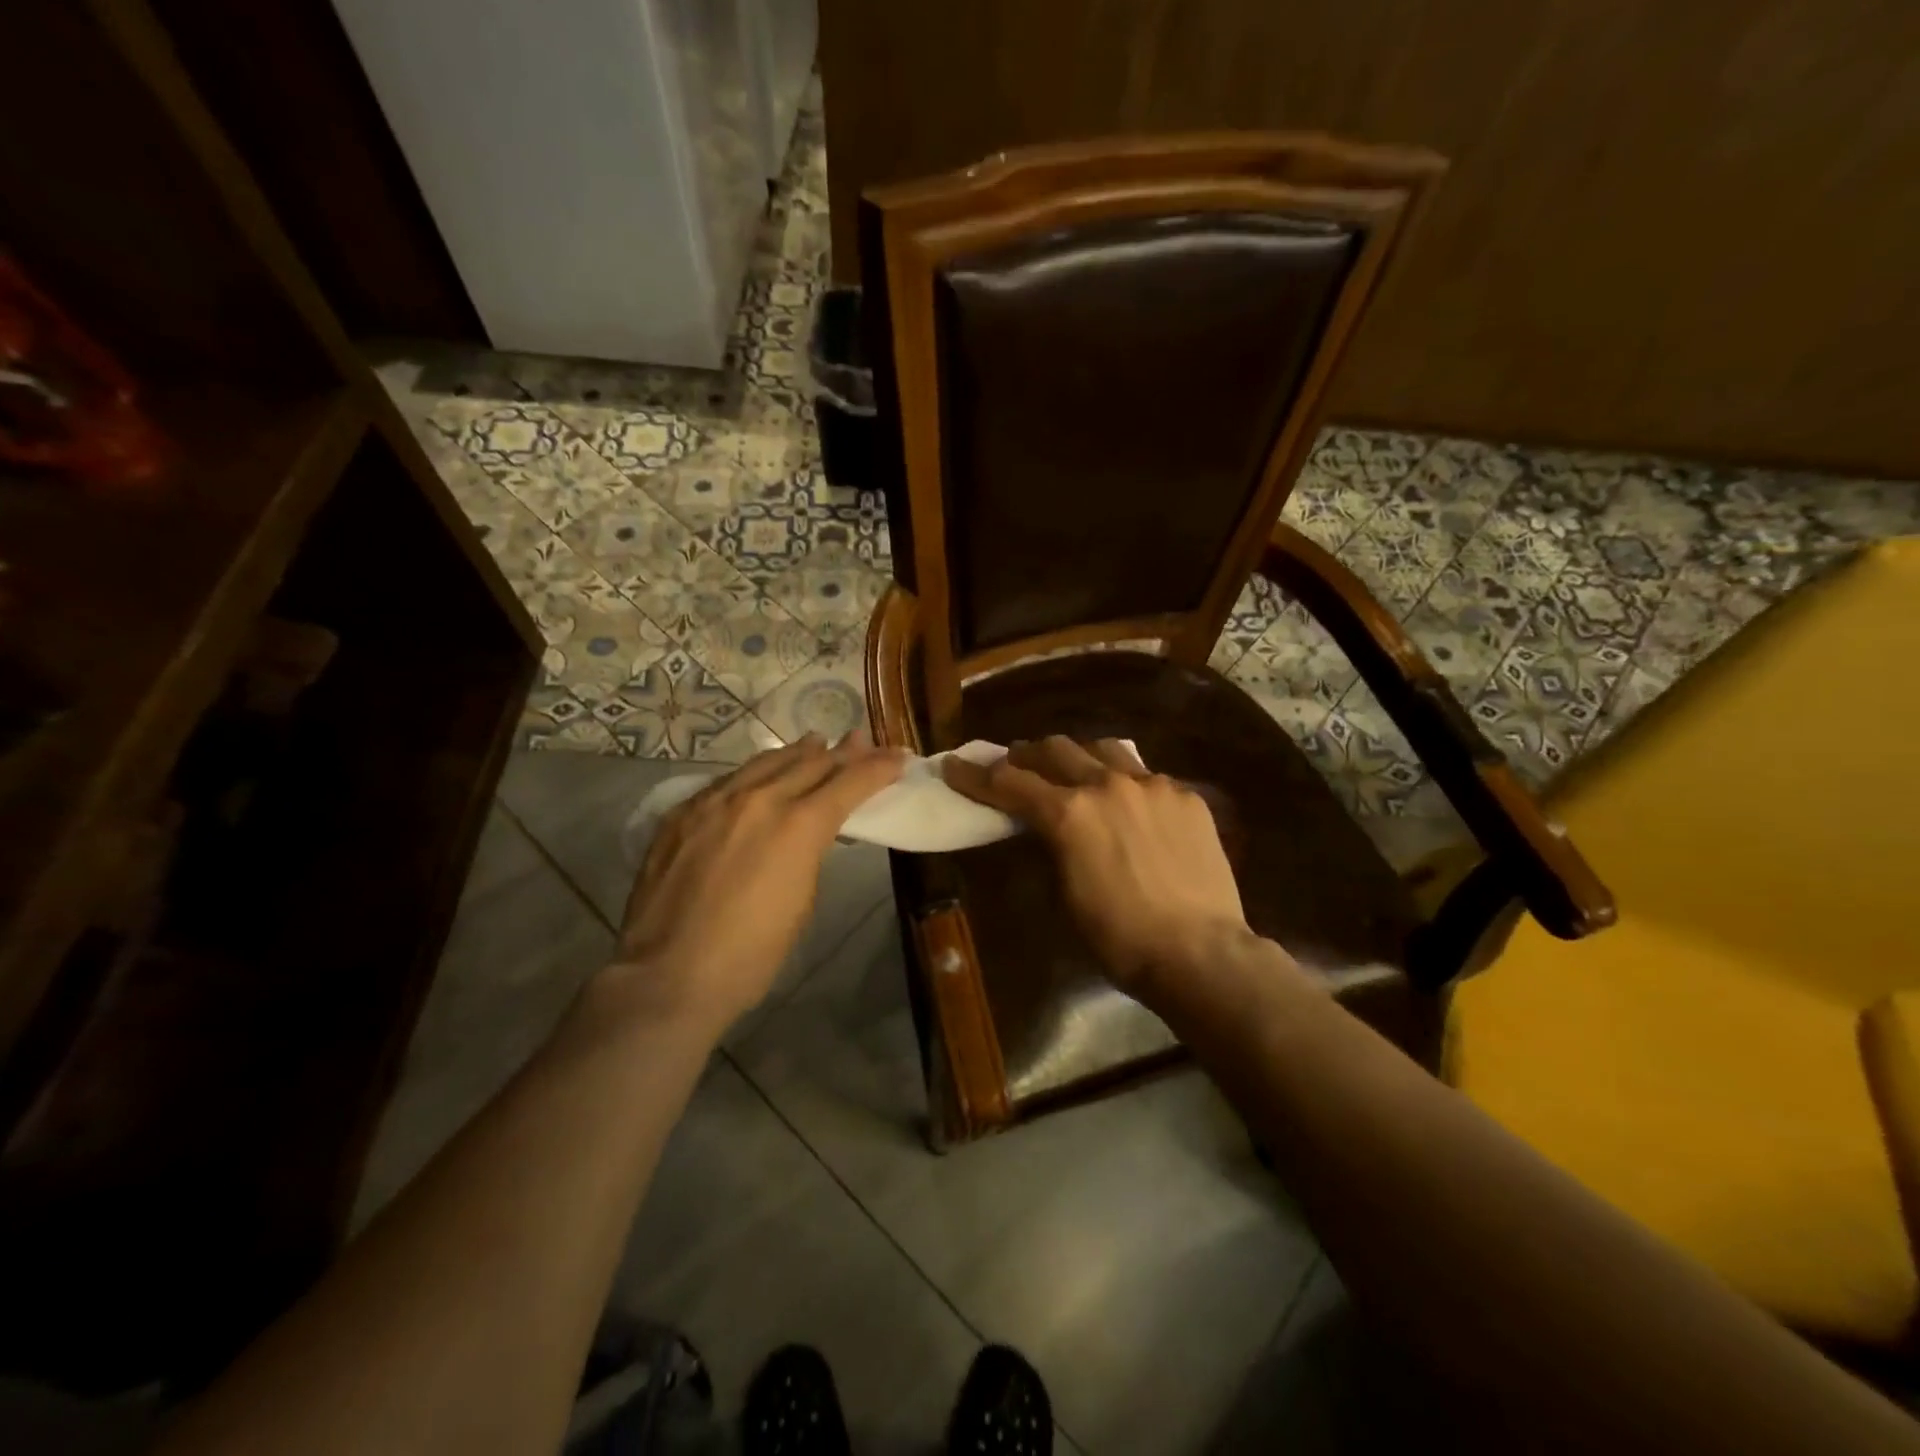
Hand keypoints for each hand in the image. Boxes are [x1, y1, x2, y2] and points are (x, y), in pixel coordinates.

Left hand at [607, 732, 905, 1032]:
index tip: (898, 758)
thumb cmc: (750, 955)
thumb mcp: (801, 902)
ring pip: (765, 762)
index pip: (850, 782)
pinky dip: (755, 773)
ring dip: (798, 752)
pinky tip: (759, 775)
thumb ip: (809, 853)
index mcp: (798, 826)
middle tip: (862, 740)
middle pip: (811, 763)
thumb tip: (812, 831)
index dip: (878, 768)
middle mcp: (759, 800)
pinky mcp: (681, 813)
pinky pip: (728, 780)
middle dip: (843, 752)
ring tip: (816, 741)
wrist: (668, 975)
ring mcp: (715, 801)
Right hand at [943, 736, 1252, 995]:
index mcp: (1068, 813)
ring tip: (1075, 772)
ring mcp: (1152, 784)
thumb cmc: (1119, 938)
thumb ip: (1050, 846)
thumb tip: (1043, 827)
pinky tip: (1132, 806)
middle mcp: (1107, 784)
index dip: (974, 775)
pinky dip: (1127, 784)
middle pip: (1054, 749)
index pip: (1008, 782)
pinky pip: (1147, 776)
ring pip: (1103, 749)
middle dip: (1027, 756)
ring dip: (1079, 757)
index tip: (954, 765)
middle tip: (1017, 765)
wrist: (1199, 952)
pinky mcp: (1186, 795)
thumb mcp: (1064, 893)